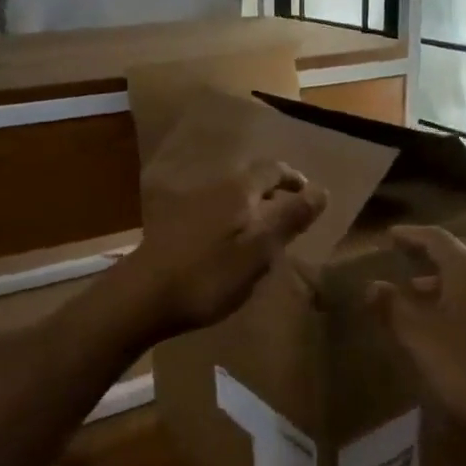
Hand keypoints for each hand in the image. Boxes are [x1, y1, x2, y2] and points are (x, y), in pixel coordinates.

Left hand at [115, 159, 327, 338]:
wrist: (143, 296)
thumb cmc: (209, 274)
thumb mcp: (259, 250)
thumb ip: (291, 218)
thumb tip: (322, 190)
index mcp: (239, 190)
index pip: (273, 169)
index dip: (293, 178)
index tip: (308, 191)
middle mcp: (214, 188)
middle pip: (250, 179)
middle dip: (272, 190)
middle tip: (290, 211)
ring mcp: (190, 204)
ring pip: (230, 196)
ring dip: (251, 206)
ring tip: (264, 231)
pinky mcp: (174, 225)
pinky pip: (213, 212)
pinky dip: (231, 220)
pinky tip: (230, 245)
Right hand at [366, 226, 465, 443]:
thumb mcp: (418, 336)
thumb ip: (392, 306)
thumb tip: (372, 285)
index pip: (437, 238)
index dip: (411, 235)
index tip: (390, 236)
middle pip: (459, 250)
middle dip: (429, 250)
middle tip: (404, 254)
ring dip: (444, 275)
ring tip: (417, 289)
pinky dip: (459, 293)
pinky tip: (446, 318)